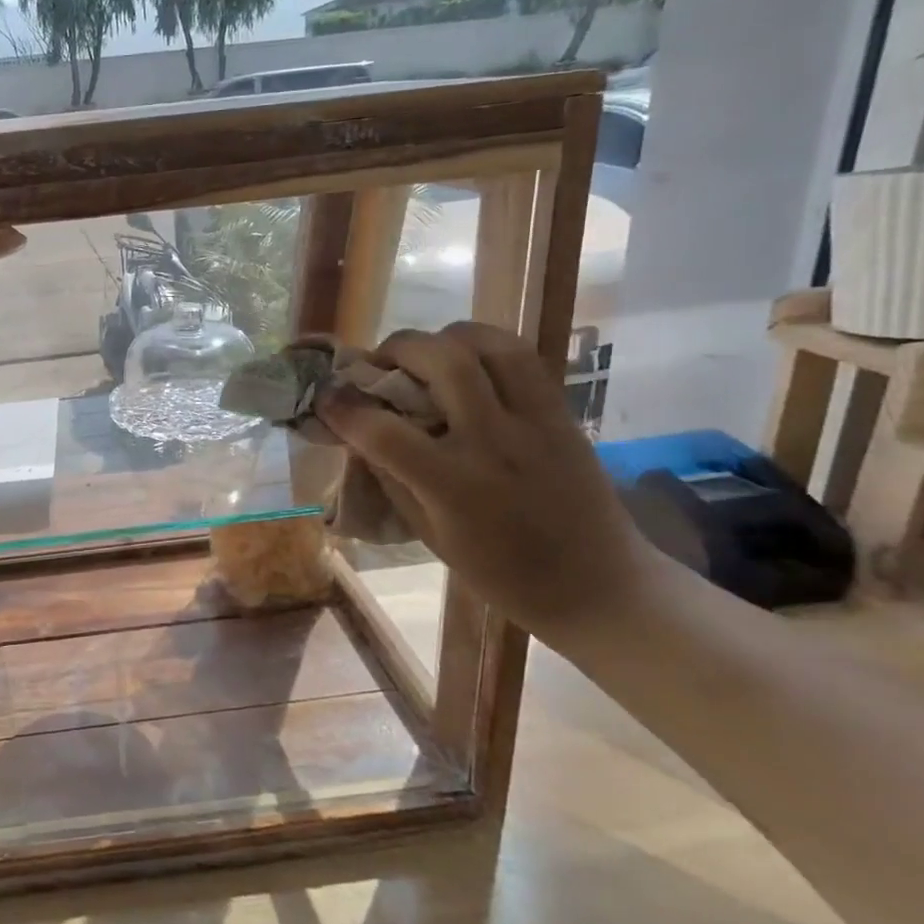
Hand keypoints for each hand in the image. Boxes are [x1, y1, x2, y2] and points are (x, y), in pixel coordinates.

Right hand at [314, 321, 656, 633]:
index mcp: (455, 487)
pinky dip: (484, 347)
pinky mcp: (562, 415)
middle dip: (397, 348)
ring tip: (426, 354)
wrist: (598, 586)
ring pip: (489, 344)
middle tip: (379, 362)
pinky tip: (466, 363)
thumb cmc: (501, 573)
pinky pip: (522, 358)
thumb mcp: (429, 534)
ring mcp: (535, 423)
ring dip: (444, 337)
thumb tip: (359, 433)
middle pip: (442, 361)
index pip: (384, 431)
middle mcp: (494, 443)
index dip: (343, 408)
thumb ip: (392, 477)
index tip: (325, 397)